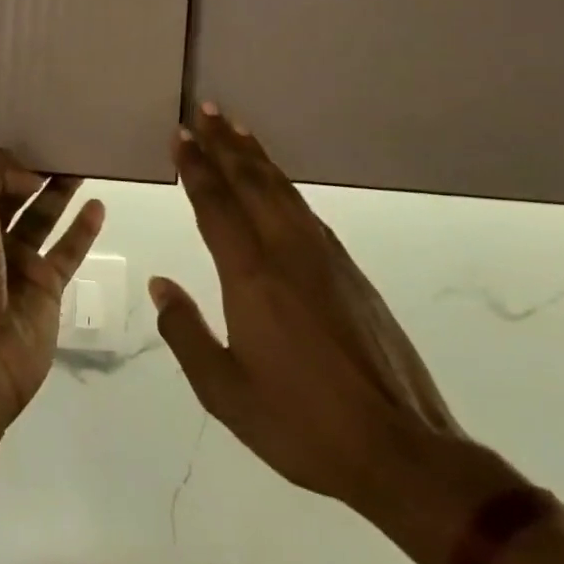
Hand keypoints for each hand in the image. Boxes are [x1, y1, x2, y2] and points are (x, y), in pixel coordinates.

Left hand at [0, 148, 104, 427]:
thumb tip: (29, 173)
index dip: (3, 159)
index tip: (30, 133)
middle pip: (13, 195)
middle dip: (34, 170)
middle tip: (64, 143)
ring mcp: (16, 264)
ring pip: (42, 218)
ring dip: (60, 192)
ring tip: (82, 164)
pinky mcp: (45, 288)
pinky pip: (68, 251)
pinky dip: (83, 229)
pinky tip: (98, 206)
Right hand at [150, 106, 463, 504]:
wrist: (403, 453)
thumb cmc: (303, 425)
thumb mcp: (225, 392)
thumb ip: (185, 332)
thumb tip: (160, 284)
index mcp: (251, 276)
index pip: (215, 205)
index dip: (195, 167)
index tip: (180, 135)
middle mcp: (287, 252)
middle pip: (251, 183)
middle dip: (225, 144)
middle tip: (206, 110)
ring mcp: (325, 258)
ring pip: (282, 190)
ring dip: (256, 156)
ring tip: (237, 129)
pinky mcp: (351, 272)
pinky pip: (305, 209)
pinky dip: (283, 183)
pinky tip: (278, 183)